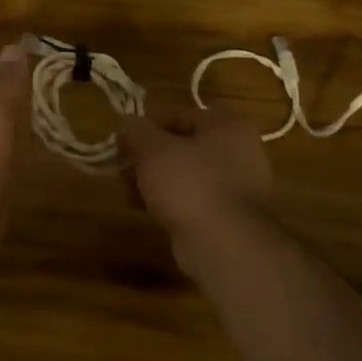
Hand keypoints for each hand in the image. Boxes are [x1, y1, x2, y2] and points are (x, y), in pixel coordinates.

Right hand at [118, 106, 272, 258]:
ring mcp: (238, 186)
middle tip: (123, 168)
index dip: (145, 126)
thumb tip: (128, 122)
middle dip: (148, 156)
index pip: (178, 115)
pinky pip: (193, 199)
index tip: (121, 141)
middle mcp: (240, 151)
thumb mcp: (153, 149)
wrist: (224, 245)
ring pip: (186, 174)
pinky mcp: (230, 216)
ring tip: (130, 192)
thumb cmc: (189, 184)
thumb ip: (136, 130)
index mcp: (227, 125)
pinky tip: (147, 210)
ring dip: (156, 180)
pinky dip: (171, 201)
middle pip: (182, 145)